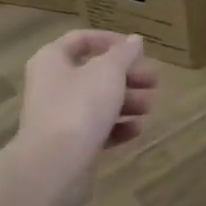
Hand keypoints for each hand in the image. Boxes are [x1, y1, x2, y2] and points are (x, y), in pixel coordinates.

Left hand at [11, 30, 157, 205]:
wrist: (54, 166)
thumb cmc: (80, 107)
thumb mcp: (108, 72)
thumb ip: (124, 53)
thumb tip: (134, 40)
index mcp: (52, 60)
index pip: (81, 39)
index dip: (111, 41)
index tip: (138, 51)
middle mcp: (51, 85)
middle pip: (94, 73)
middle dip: (127, 76)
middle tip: (154, 81)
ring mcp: (58, 117)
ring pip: (97, 102)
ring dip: (127, 101)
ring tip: (149, 107)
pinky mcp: (68, 144)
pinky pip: (96, 129)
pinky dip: (116, 127)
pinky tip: (136, 130)